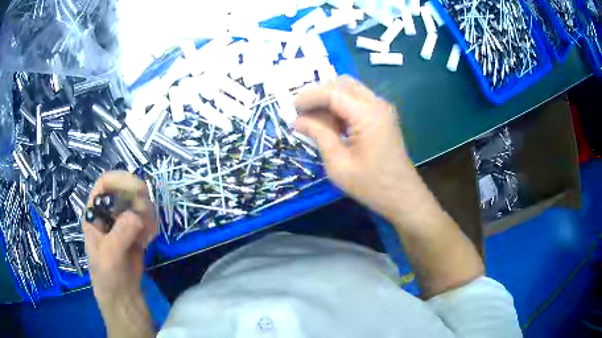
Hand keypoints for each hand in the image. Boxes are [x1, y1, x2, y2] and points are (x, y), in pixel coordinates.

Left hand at [83, 171, 157, 303]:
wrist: (122, 294)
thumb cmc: (106, 274)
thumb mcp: (109, 255)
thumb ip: (120, 234)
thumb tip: (137, 216)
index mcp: (94, 211)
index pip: (105, 184)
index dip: (120, 180)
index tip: (138, 188)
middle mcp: (108, 211)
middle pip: (125, 190)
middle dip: (138, 200)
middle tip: (146, 217)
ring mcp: (123, 220)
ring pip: (139, 203)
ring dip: (147, 215)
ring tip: (145, 236)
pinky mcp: (136, 230)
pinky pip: (147, 218)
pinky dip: (151, 226)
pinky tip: (147, 241)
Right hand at [295, 76, 424, 220]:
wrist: (402, 196)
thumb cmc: (371, 186)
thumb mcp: (338, 164)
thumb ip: (319, 135)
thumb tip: (298, 120)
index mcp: (367, 115)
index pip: (333, 92)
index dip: (310, 97)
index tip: (292, 108)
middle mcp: (377, 104)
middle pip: (342, 84)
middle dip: (319, 94)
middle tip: (303, 114)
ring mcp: (382, 108)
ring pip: (350, 89)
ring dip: (330, 99)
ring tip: (314, 121)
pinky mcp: (383, 115)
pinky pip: (358, 100)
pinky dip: (341, 106)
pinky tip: (332, 124)